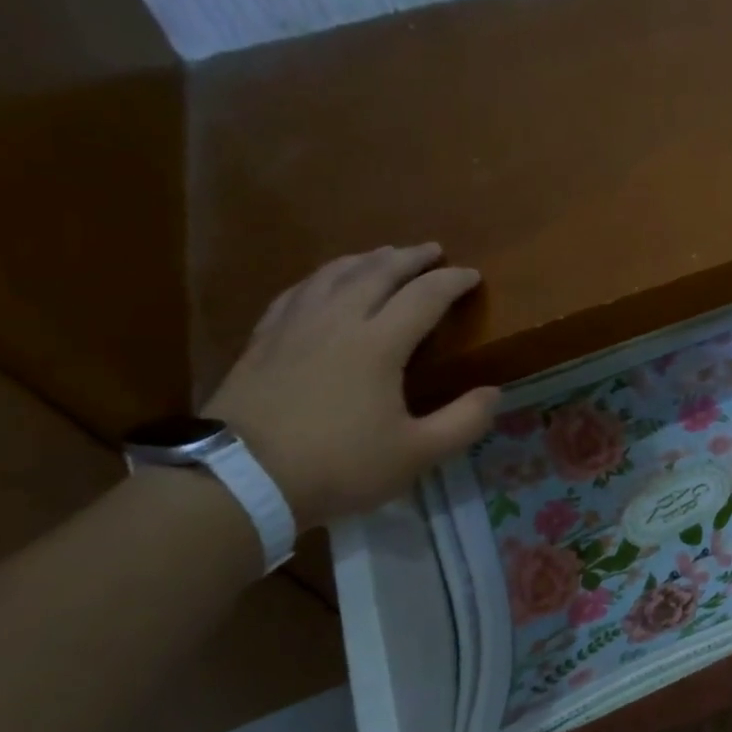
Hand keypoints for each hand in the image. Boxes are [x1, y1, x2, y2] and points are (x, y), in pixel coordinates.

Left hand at [203, 243, 497, 529]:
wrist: (238, 481)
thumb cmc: (337, 466)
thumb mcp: (416, 454)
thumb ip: (463, 422)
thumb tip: (494, 392)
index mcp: (378, 344)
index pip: (424, 297)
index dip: (452, 282)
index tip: (472, 275)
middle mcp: (337, 322)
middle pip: (376, 273)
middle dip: (409, 258)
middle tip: (432, 250)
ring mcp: (294, 328)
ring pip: (332, 275)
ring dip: (364, 260)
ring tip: (382, 254)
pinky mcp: (262, 342)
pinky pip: (296, 293)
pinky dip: (319, 279)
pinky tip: (322, 282)